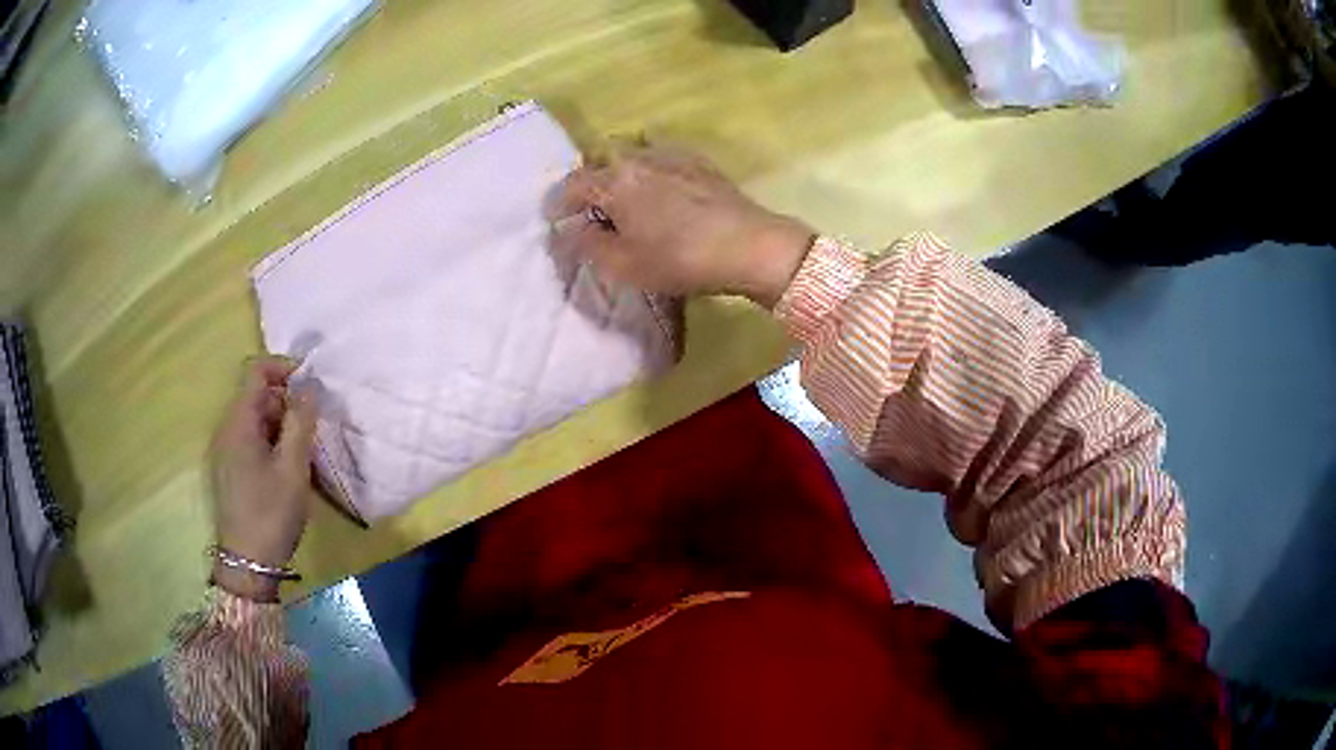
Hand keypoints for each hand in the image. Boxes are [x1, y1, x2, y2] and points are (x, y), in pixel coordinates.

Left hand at [208, 356, 317, 600]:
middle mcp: (227, 429)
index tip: (311, 385)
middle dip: (287, 402)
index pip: (257, 371)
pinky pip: (252, 440)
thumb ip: (300, 422)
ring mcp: (226, 451)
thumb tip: (308, 385)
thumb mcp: (293, 468)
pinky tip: (289, 469)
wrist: (247, 564)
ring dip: (282, 425)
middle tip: (313, 428)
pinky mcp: (230, 469)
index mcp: (239, 422)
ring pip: (256, 420)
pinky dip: (273, 443)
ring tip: (305, 453)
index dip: (284, 368)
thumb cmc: (271, 513)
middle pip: (257, 395)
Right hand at [549, 145, 816, 307]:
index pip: (573, 184)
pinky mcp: (699, 161)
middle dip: (589, 181)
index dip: (558, 202)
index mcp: (614, 182)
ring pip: (632, 152)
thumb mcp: (624, 265)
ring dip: (620, 170)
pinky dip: (649, 166)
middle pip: (601, 160)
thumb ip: (589, 245)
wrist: (748, 245)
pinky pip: (661, 154)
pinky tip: (660, 185)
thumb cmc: (680, 260)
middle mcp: (638, 159)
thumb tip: (571, 229)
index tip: (555, 219)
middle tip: (591, 208)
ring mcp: (671, 155)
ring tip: (625, 195)